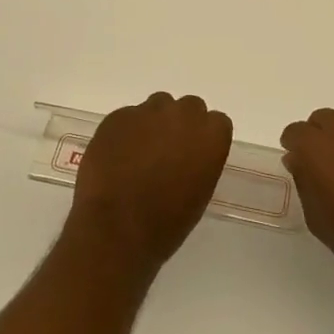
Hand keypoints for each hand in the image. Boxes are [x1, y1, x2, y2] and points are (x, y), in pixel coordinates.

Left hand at [66, 93, 232, 279]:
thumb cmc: (166, 223)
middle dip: (180, 124)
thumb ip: (199, 162)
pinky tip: (116, 158)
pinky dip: (126, 133)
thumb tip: (186, 156)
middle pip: (188, 107)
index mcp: (211, 136)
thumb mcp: (199, 193)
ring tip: (139, 154)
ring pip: (157, 107)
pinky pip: (128, 117)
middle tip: (168, 152)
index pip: (217, 122)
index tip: (195, 155)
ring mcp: (147, 112)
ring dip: (153, 124)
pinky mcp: (118, 116)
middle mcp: (182, 115)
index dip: (204, 138)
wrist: (117, 227)